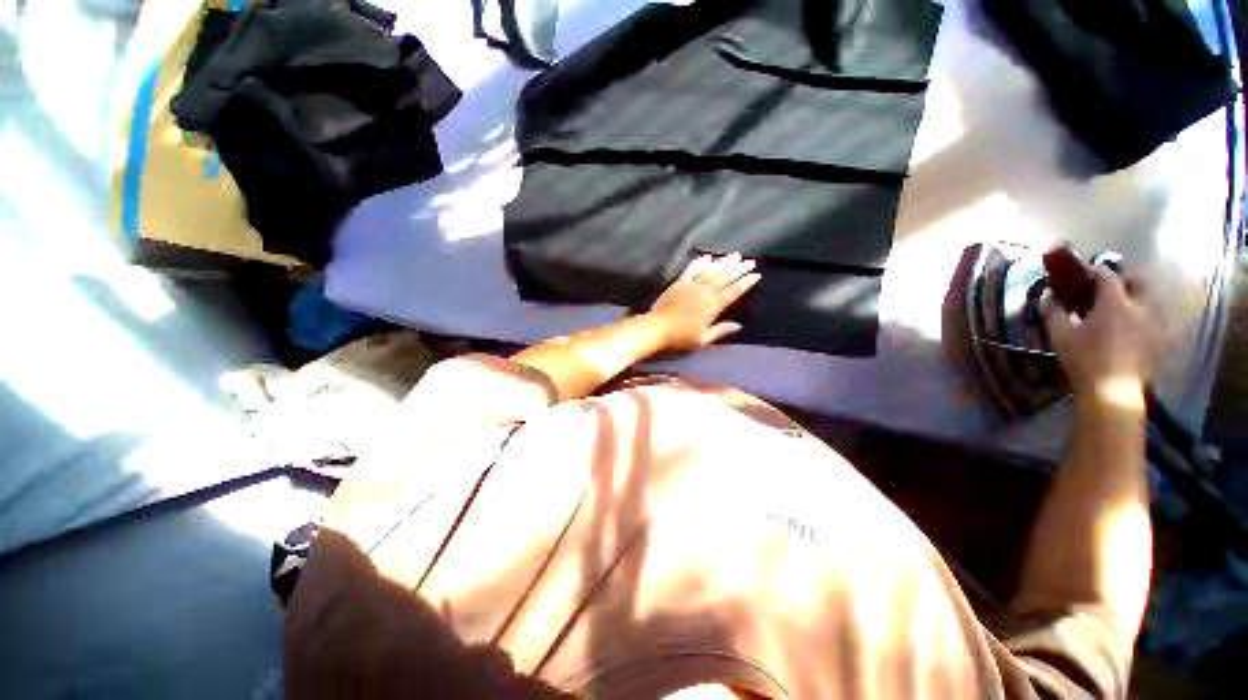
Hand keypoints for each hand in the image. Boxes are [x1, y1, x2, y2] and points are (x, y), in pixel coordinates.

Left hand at [647, 253, 761, 352]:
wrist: (656, 329)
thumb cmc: (680, 338)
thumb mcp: (702, 339)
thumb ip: (720, 331)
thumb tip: (738, 326)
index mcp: (712, 306)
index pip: (732, 292)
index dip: (745, 283)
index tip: (756, 274)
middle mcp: (704, 293)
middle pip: (724, 278)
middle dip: (738, 269)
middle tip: (750, 261)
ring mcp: (690, 286)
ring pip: (710, 271)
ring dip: (723, 262)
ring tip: (735, 255)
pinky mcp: (678, 283)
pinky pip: (691, 270)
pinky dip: (700, 262)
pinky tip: (707, 257)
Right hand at [1042, 266, 1164, 408]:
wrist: (1112, 392)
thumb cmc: (1083, 360)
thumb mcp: (1059, 336)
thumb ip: (1054, 312)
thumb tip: (1050, 296)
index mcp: (1114, 303)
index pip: (1106, 275)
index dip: (1093, 271)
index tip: (1080, 275)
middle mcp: (1139, 307)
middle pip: (1137, 281)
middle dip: (1123, 280)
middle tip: (1107, 288)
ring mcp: (1153, 324)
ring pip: (1149, 300)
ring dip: (1136, 298)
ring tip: (1121, 307)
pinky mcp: (1159, 340)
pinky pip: (1155, 319)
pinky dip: (1144, 317)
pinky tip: (1132, 327)